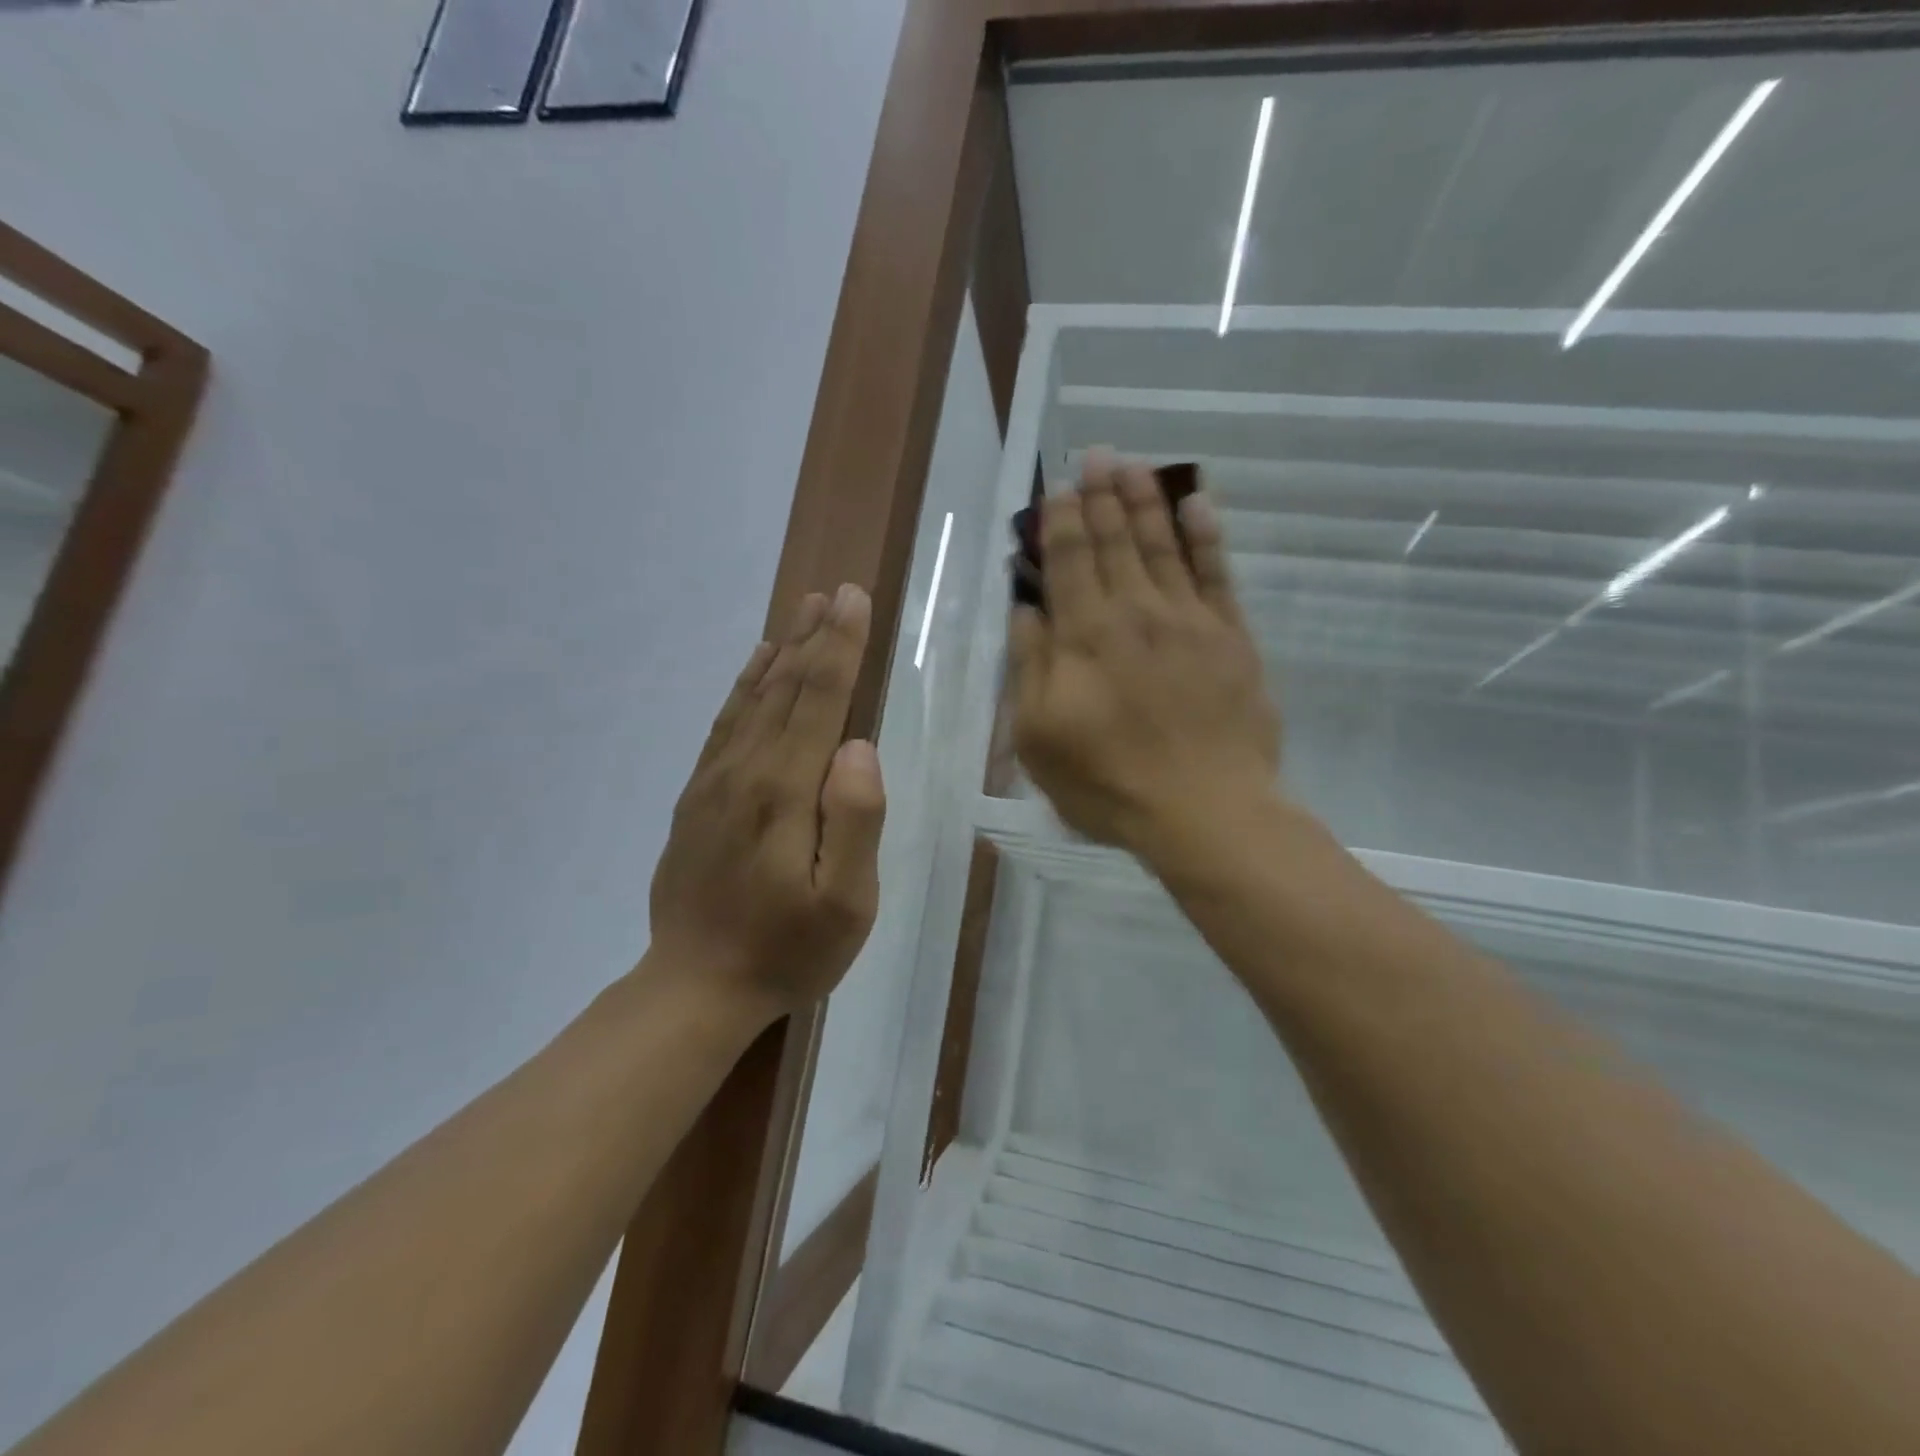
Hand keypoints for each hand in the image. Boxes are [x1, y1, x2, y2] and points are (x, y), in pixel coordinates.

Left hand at [648, 585, 886, 1019]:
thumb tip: (859, 746)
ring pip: (753, 698)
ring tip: (803, 612)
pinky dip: (744, 686)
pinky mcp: (699, 796)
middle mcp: (746, 771)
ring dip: (783, 651)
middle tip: (836, 592)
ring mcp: (715, 781)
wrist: (695, 986)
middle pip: (785, 688)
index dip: (841, 647)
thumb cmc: (788, 950)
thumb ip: (855, 820)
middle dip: (816, 636)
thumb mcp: (845, 903)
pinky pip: (725, 724)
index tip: (855, 600)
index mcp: (786, 791)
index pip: (820, 701)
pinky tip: (757, 667)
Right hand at [1009, 452, 1279, 859]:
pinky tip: (1197, 503)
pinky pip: (1217, 573)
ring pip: (1162, 545)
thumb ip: (1029, 667)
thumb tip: (1023, 610)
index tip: (1058, 488)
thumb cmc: (1108, 782)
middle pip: (1115, 541)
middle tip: (1095, 455)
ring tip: (1133, 464)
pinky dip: (1206, 535)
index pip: (1069, 560)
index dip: (1062, 520)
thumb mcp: (1039, 736)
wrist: (1204, 809)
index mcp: (1085, 636)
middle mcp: (1135, 612)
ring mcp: (1188, 620)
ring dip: (1145, 500)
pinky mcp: (1230, 637)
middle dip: (1101, 495)